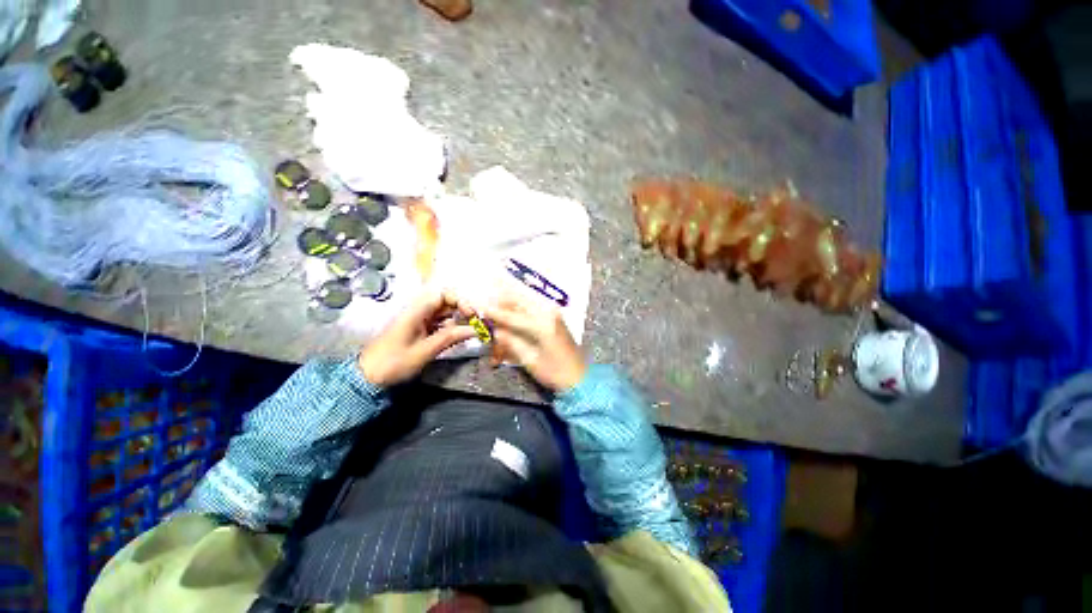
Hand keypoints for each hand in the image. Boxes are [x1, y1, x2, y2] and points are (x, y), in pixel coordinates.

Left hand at [358, 290, 474, 386]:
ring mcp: (419, 321)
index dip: (460, 301)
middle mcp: (419, 312)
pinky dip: (450, 329)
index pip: (443, 294)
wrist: (367, 377)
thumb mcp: (425, 351)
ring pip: (444, 314)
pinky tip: (458, 338)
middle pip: (446, 303)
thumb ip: (450, 338)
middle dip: (462, 311)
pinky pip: (439, 324)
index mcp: (416, 312)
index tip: (471, 315)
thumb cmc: (394, 363)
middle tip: (476, 324)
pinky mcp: (419, 331)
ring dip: (458, 321)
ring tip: (470, 331)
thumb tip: (475, 329)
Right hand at [479, 289, 586, 392]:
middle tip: (486, 310)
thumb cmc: (555, 373)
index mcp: (542, 325)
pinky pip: (531, 305)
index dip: (494, 312)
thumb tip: (495, 330)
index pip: (512, 315)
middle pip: (518, 299)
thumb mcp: (530, 361)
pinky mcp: (554, 315)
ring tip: (497, 314)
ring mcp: (552, 311)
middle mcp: (548, 312)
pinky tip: (511, 316)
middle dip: (501, 302)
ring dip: (509, 304)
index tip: (479, 309)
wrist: (580, 376)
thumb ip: (511, 342)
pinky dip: (519, 308)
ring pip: (524, 299)